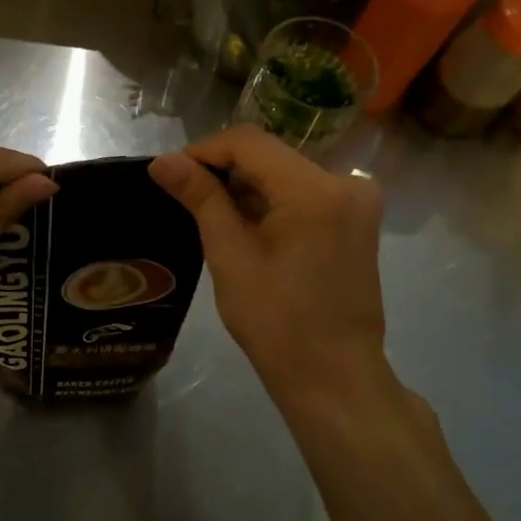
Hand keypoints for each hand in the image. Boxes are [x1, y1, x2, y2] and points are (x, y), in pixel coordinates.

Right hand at [150, 126, 398, 416]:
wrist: (334, 378)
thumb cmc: (276, 321)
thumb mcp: (230, 255)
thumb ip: (200, 197)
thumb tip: (163, 161)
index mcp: (315, 189)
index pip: (248, 142)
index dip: (204, 151)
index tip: (171, 173)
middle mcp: (345, 182)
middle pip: (269, 155)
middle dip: (224, 169)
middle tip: (185, 195)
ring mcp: (357, 201)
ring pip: (285, 172)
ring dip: (246, 186)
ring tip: (209, 212)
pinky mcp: (357, 220)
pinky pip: (304, 193)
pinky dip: (271, 201)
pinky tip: (246, 225)